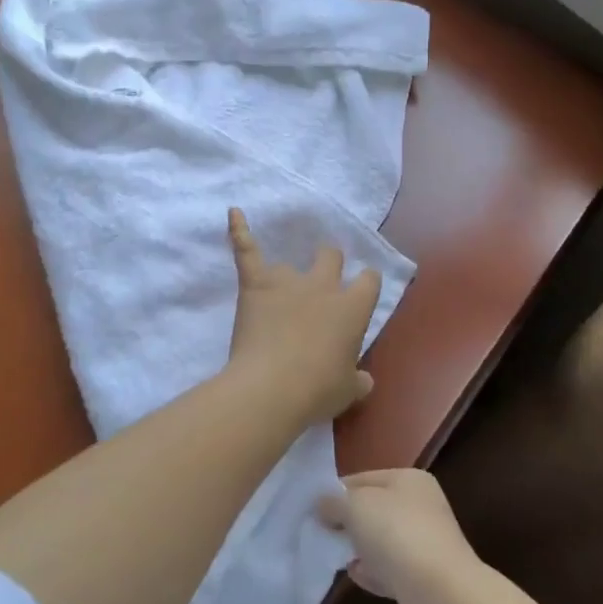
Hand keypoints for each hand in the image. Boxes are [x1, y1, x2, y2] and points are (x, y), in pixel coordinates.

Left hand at [226, 207, 380, 426]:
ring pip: (291, 260)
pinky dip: (238, 230)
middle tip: (321, 280)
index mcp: (353, 309)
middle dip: (328, 262)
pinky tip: (234, 212)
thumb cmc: (317, 391)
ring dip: (286, 272)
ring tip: (278, 284)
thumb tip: (365, 380)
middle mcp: (324, 286)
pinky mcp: (256, 283)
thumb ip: (358, 380)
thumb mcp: (348, 391)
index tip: (361, 291)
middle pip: (331, 256)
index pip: (369, 280)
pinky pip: (246, 249)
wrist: (272, 388)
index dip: (365, 283)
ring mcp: (288, 281)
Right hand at [318, 468, 485, 603]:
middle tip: (318, 534)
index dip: (336, 492)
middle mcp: (421, 508)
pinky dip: (372, 574)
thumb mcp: (356, 505)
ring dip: (358, 549)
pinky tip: (355, 577)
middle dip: (346, 522)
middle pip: (373, 510)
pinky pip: (388, 571)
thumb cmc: (397, 535)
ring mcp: (423, 545)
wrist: (440, 595)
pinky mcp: (421, 580)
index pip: (364, 478)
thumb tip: (323, 504)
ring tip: (333, 556)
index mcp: (410, 480)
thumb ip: (335, 502)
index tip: (311, 509)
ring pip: (380, 542)